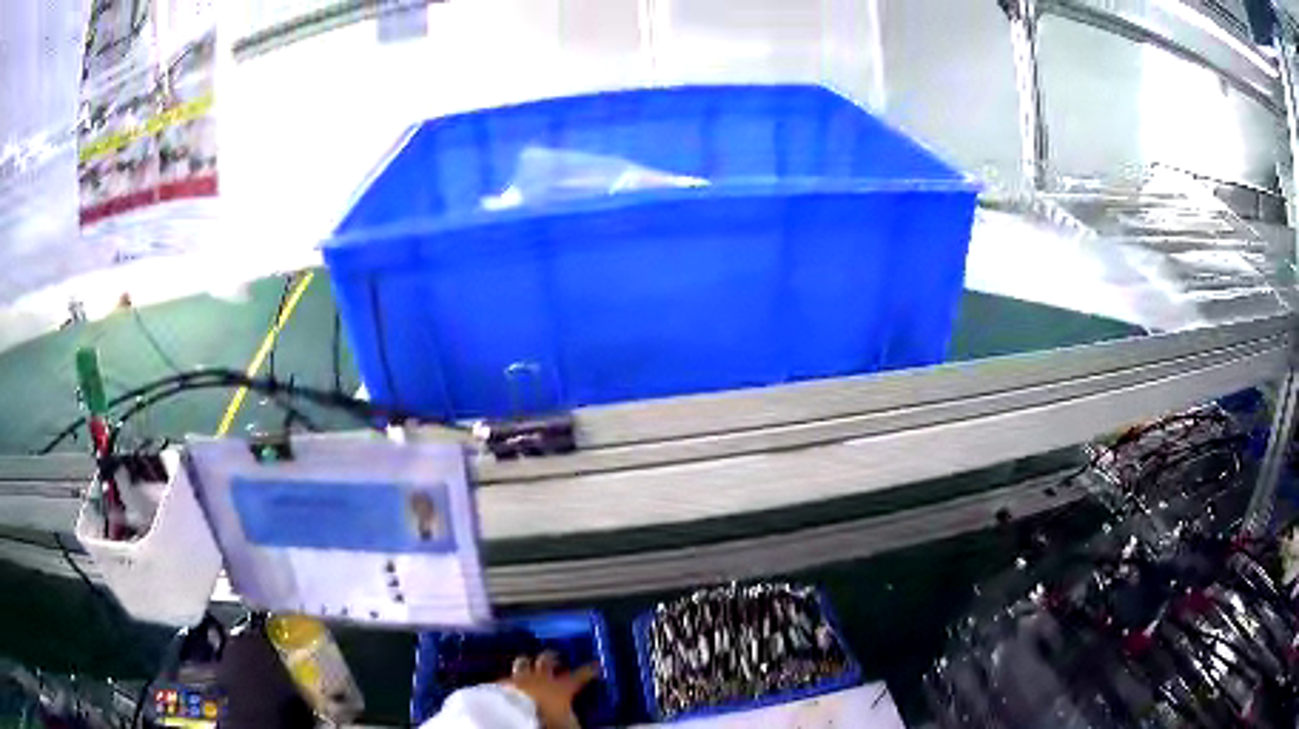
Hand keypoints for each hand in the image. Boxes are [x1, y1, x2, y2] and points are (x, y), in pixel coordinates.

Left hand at [503, 651, 598, 728]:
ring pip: (523, 663)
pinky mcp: (502, 684)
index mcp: (562, 686)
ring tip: (527, 661)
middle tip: (555, 656)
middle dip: (552, 656)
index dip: (589, 670)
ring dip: (526, 662)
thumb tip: (579, 723)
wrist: (514, 714)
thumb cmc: (547, 717)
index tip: (595, 665)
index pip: (581, 675)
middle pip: (547, 660)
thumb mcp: (568, 723)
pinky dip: (510, 679)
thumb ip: (574, 720)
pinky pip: (507, 677)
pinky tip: (509, 681)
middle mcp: (542, 678)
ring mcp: (520, 678)